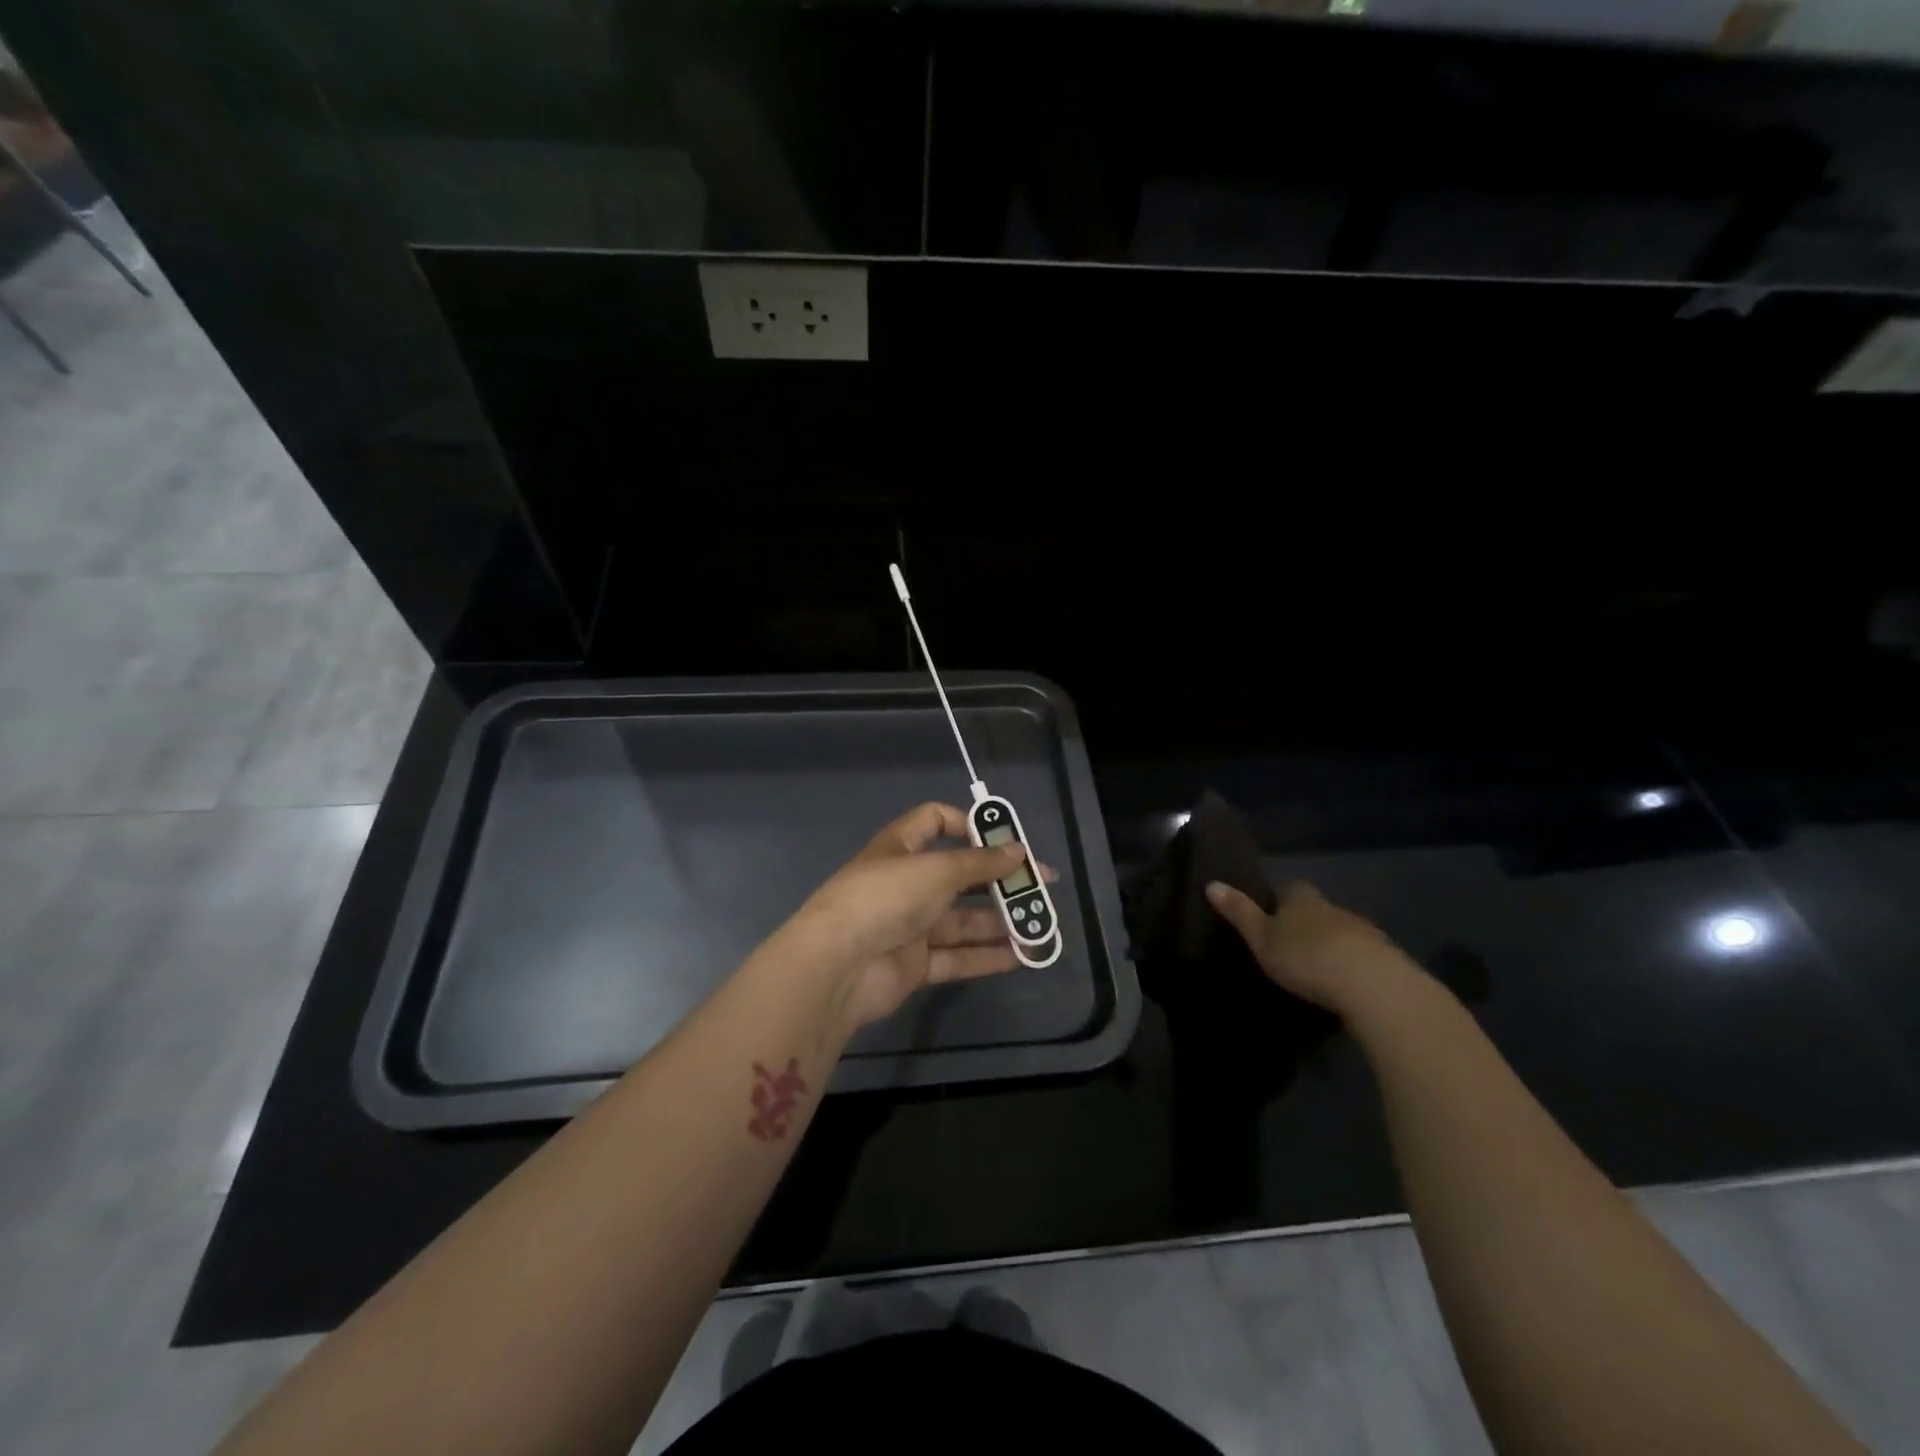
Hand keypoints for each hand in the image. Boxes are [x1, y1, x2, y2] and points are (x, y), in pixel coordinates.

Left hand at [790, 803, 1048, 1029]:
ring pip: (962, 921)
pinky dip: (988, 956)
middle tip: (1040, 885)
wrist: (838, 966)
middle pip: (958, 875)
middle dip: (998, 880)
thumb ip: (981, 863)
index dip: (968, 824)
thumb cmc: (886, 898)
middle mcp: (905, 883)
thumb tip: (1019, 851)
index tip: (1004, 838)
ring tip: (1040, 924)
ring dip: (1000, 922)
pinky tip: (1023, 955)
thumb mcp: (937, 870)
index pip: (934, 821)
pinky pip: (957, 957)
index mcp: (900, 848)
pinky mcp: (914, 965)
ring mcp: (909, 926)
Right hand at [1205, 879, 1420, 1016]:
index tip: (1274, 915)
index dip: (1283, 899)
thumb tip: (1211, 883)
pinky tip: (1346, 985)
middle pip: (1319, 910)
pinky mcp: (1387, 959)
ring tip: (1320, 969)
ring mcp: (1364, 932)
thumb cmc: (1305, 955)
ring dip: (1333, 945)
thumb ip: (1239, 912)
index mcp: (1303, 899)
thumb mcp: (1261, 937)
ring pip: (1343, 932)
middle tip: (1293, 946)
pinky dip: (1354, 965)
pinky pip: (1364, 956)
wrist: (1370, 983)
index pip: (1293, 888)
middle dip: (1309, 923)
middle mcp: (1334, 908)